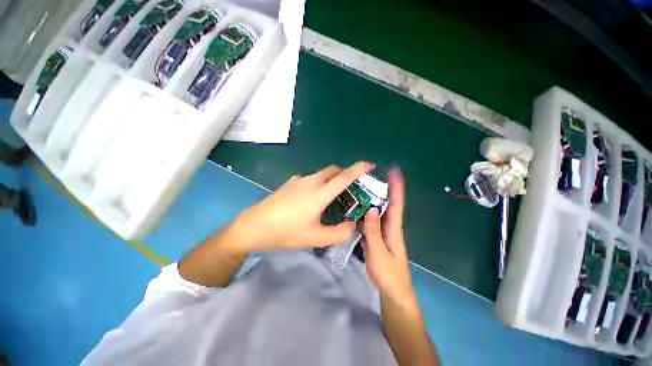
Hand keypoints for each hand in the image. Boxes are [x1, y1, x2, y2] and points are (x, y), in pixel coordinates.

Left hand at [227, 162, 374, 253]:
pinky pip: (309, 179)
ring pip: (320, 174)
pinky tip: (311, 199)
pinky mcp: (289, 183)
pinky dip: (318, 184)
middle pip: (332, 171)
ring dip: (330, 180)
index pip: (343, 177)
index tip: (369, 165)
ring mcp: (297, 181)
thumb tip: (352, 226)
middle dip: (344, 174)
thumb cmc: (285, 232)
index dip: (358, 169)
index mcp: (318, 194)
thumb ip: (338, 233)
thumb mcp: (315, 238)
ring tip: (331, 197)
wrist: (253, 226)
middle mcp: (310, 182)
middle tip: (349, 189)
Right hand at [362, 169, 418, 311]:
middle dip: (380, 190)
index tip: (394, 171)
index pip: (396, 204)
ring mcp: (382, 233)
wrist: (393, 293)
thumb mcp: (378, 253)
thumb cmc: (388, 275)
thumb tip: (371, 208)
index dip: (397, 187)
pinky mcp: (376, 239)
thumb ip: (373, 231)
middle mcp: (389, 227)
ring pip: (377, 213)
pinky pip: (370, 223)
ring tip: (358, 191)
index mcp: (393, 229)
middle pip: (386, 205)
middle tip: (366, 179)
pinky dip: (364, 215)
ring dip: (370, 201)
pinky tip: (354, 211)